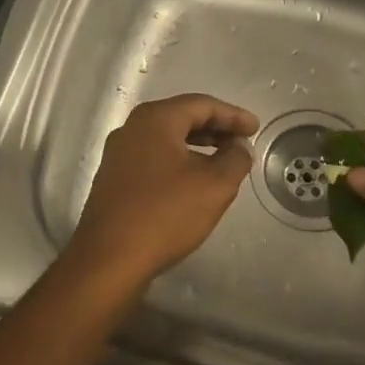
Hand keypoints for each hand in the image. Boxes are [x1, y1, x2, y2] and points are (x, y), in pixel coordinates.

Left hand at [67, 94, 259, 286]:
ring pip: (166, 139)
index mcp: (155, 119)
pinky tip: (193, 181)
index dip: (232, 115)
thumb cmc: (166, 214)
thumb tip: (239, 147)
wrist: (109, 259)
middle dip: (215, 128)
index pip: (201, 104)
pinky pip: (153, 158)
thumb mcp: (214, 186)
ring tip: (223, 160)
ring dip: (197, 145)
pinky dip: (178, 161)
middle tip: (242, 141)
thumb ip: (235, 159)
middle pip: (181, 117)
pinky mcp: (113, 179)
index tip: (255, 128)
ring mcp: (118, 154)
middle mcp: (132, 128)